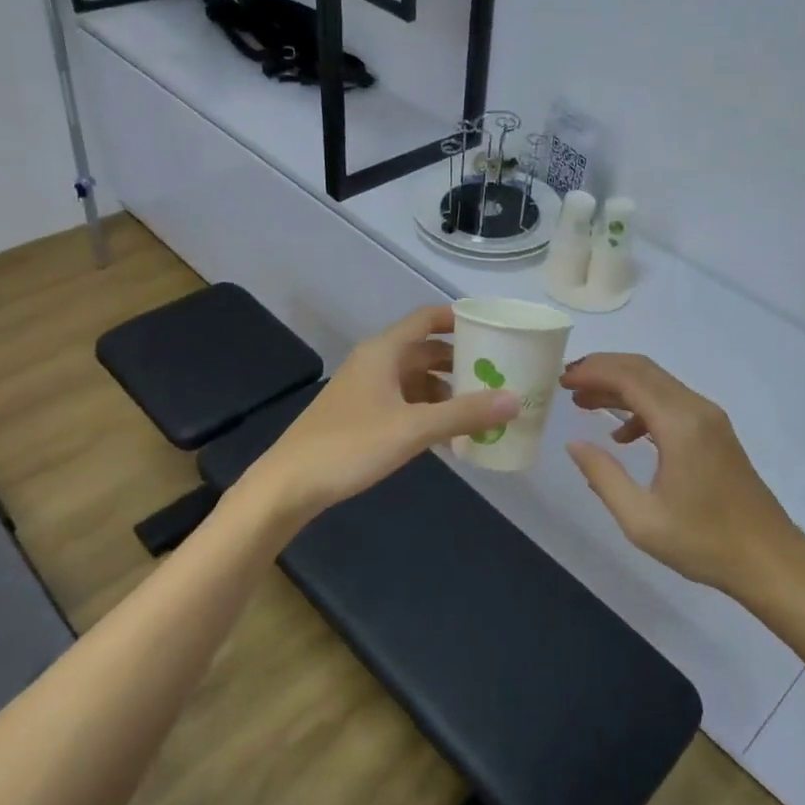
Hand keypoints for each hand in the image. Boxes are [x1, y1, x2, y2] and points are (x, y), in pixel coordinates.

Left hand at [239, 305, 518, 527]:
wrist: (289, 485)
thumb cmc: (350, 446)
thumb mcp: (413, 429)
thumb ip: (465, 413)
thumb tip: (515, 399)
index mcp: (384, 351)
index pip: (428, 319)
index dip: (460, 319)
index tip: (495, 328)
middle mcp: (376, 362)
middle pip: (426, 350)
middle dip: (461, 361)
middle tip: (499, 373)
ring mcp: (367, 389)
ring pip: (416, 379)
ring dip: (447, 390)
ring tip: (481, 408)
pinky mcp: (361, 415)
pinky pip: (405, 402)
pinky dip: (429, 411)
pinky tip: (449, 435)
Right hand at [560, 354, 804, 597]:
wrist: (769, 559)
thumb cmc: (704, 542)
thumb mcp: (642, 519)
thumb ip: (603, 476)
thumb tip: (574, 445)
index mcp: (680, 424)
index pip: (630, 377)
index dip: (593, 371)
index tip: (562, 378)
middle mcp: (697, 410)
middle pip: (643, 370)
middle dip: (602, 370)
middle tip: (567, 382)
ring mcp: (710, 419)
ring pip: (658, 384)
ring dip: (620, 387)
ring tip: (584, 402)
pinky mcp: (716, 432)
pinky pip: (672, 403)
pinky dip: (641, 407)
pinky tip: (623, 436)